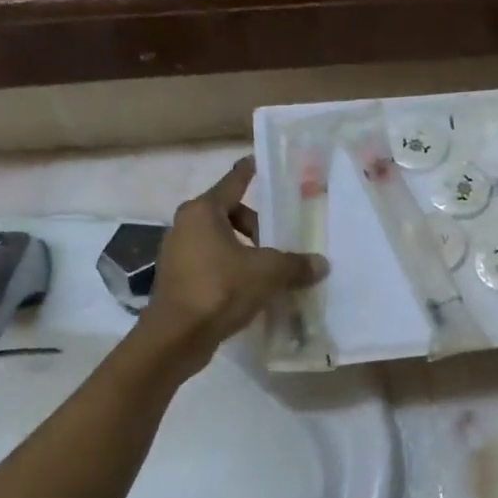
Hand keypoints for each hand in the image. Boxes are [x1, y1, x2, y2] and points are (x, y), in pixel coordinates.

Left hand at [141, 157, 326, 357]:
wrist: (177, 336)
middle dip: (255, 226)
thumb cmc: (221, 289)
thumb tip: (321, 264)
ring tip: (267, 270)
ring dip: (243, 251)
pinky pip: (210, 264)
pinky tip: (249, 290)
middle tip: (277, 243)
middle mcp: (185, 225)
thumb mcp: (268, 273)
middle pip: (228, 214)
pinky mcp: (177, 280)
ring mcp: (177, 253)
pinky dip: (230, 270)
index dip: (248, 173)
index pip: (233, 183)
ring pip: (218, 241)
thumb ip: (296, 264)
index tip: (257, 162)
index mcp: (203, 211)